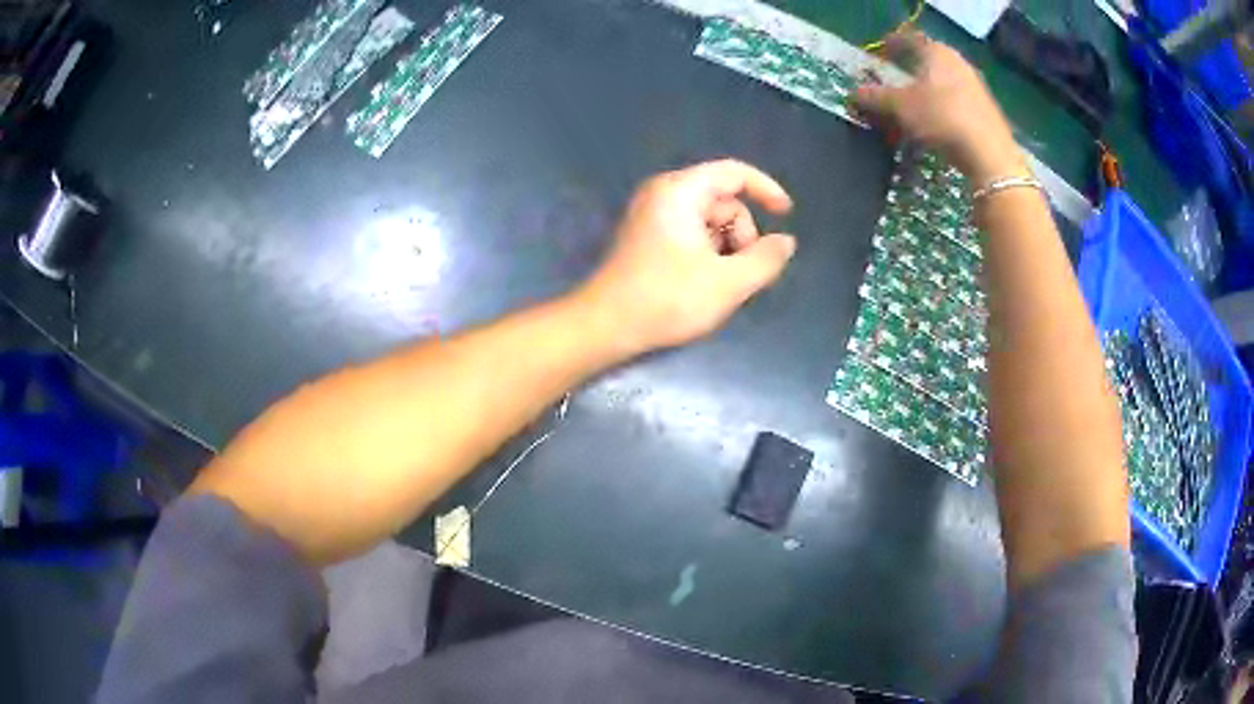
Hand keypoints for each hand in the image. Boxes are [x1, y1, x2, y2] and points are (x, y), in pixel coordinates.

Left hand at [576, 159, 795, 355]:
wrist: (606, 326)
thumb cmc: (667, 299)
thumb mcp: (728, 282)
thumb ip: (765, 259)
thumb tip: (786, 242)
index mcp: (680, 191)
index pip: (734, 173)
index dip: (766, 189)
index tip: (787, 214)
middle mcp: (664, 194)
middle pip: (723, 201)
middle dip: (742, 234)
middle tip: (742, 273)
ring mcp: (652, 215)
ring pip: (709, 221)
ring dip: (726, 248)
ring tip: (720, 284)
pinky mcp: (647, 236)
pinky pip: (691, 233)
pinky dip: (707, 253)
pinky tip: (703, 283)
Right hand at [854, 31, 1025, 185]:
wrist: (989, 155)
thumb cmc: (941, 117)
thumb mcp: (900, 106)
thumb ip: (875, 97)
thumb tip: (854, 94)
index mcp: (936, 52)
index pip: (909, 40)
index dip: (892, 45)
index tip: (880, 54)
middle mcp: (958, 63)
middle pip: (927, 63)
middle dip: (907, 73)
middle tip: (892, 84)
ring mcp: (975, 88)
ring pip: (941, 86)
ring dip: (923, 96)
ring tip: (909, 112)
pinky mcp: (985, 113)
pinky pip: (954, 105)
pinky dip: (939, 111)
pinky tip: (932, 128)